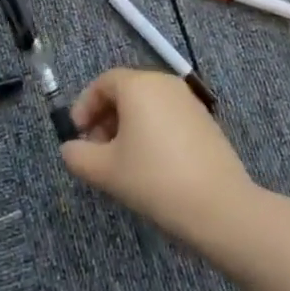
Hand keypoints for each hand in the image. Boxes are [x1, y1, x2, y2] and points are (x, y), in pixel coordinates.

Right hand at [60, 69, 253, 243]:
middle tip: (96, 151)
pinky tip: (151, 166)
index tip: (77, 135)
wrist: (220, 207)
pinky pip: (167, 116)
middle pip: (126, 91)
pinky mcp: (205, 121)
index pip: (103, 83)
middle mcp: (164, 83)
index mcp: (138, 85)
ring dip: (127, 126)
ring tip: (121, 162)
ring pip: (147, 105)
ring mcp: (188, 100)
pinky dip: (151, 132)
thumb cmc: (155, 180)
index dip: (85, 107)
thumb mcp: (106, 172)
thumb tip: (69, 149)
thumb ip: (79, 156)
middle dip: (105, 118)